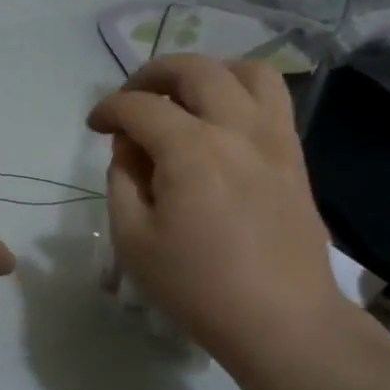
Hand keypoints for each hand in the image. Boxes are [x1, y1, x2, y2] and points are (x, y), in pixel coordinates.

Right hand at [87, 55, 351, 371]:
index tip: (95, 127)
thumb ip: (122, 181)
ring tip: (184, 97)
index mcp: (191, 151)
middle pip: (194, 69)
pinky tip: (219, 121)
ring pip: (245, 71)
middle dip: (151, 74)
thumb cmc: (198, 287)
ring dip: (206, 73)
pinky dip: (240, 92)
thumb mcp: (133, 240)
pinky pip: (273, 99)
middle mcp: (236, 129)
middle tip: (131, 99)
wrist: (282, 320)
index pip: (139, 106)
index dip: (109, 109)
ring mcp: (274, 138)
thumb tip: (130, 148)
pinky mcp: (294, 155)